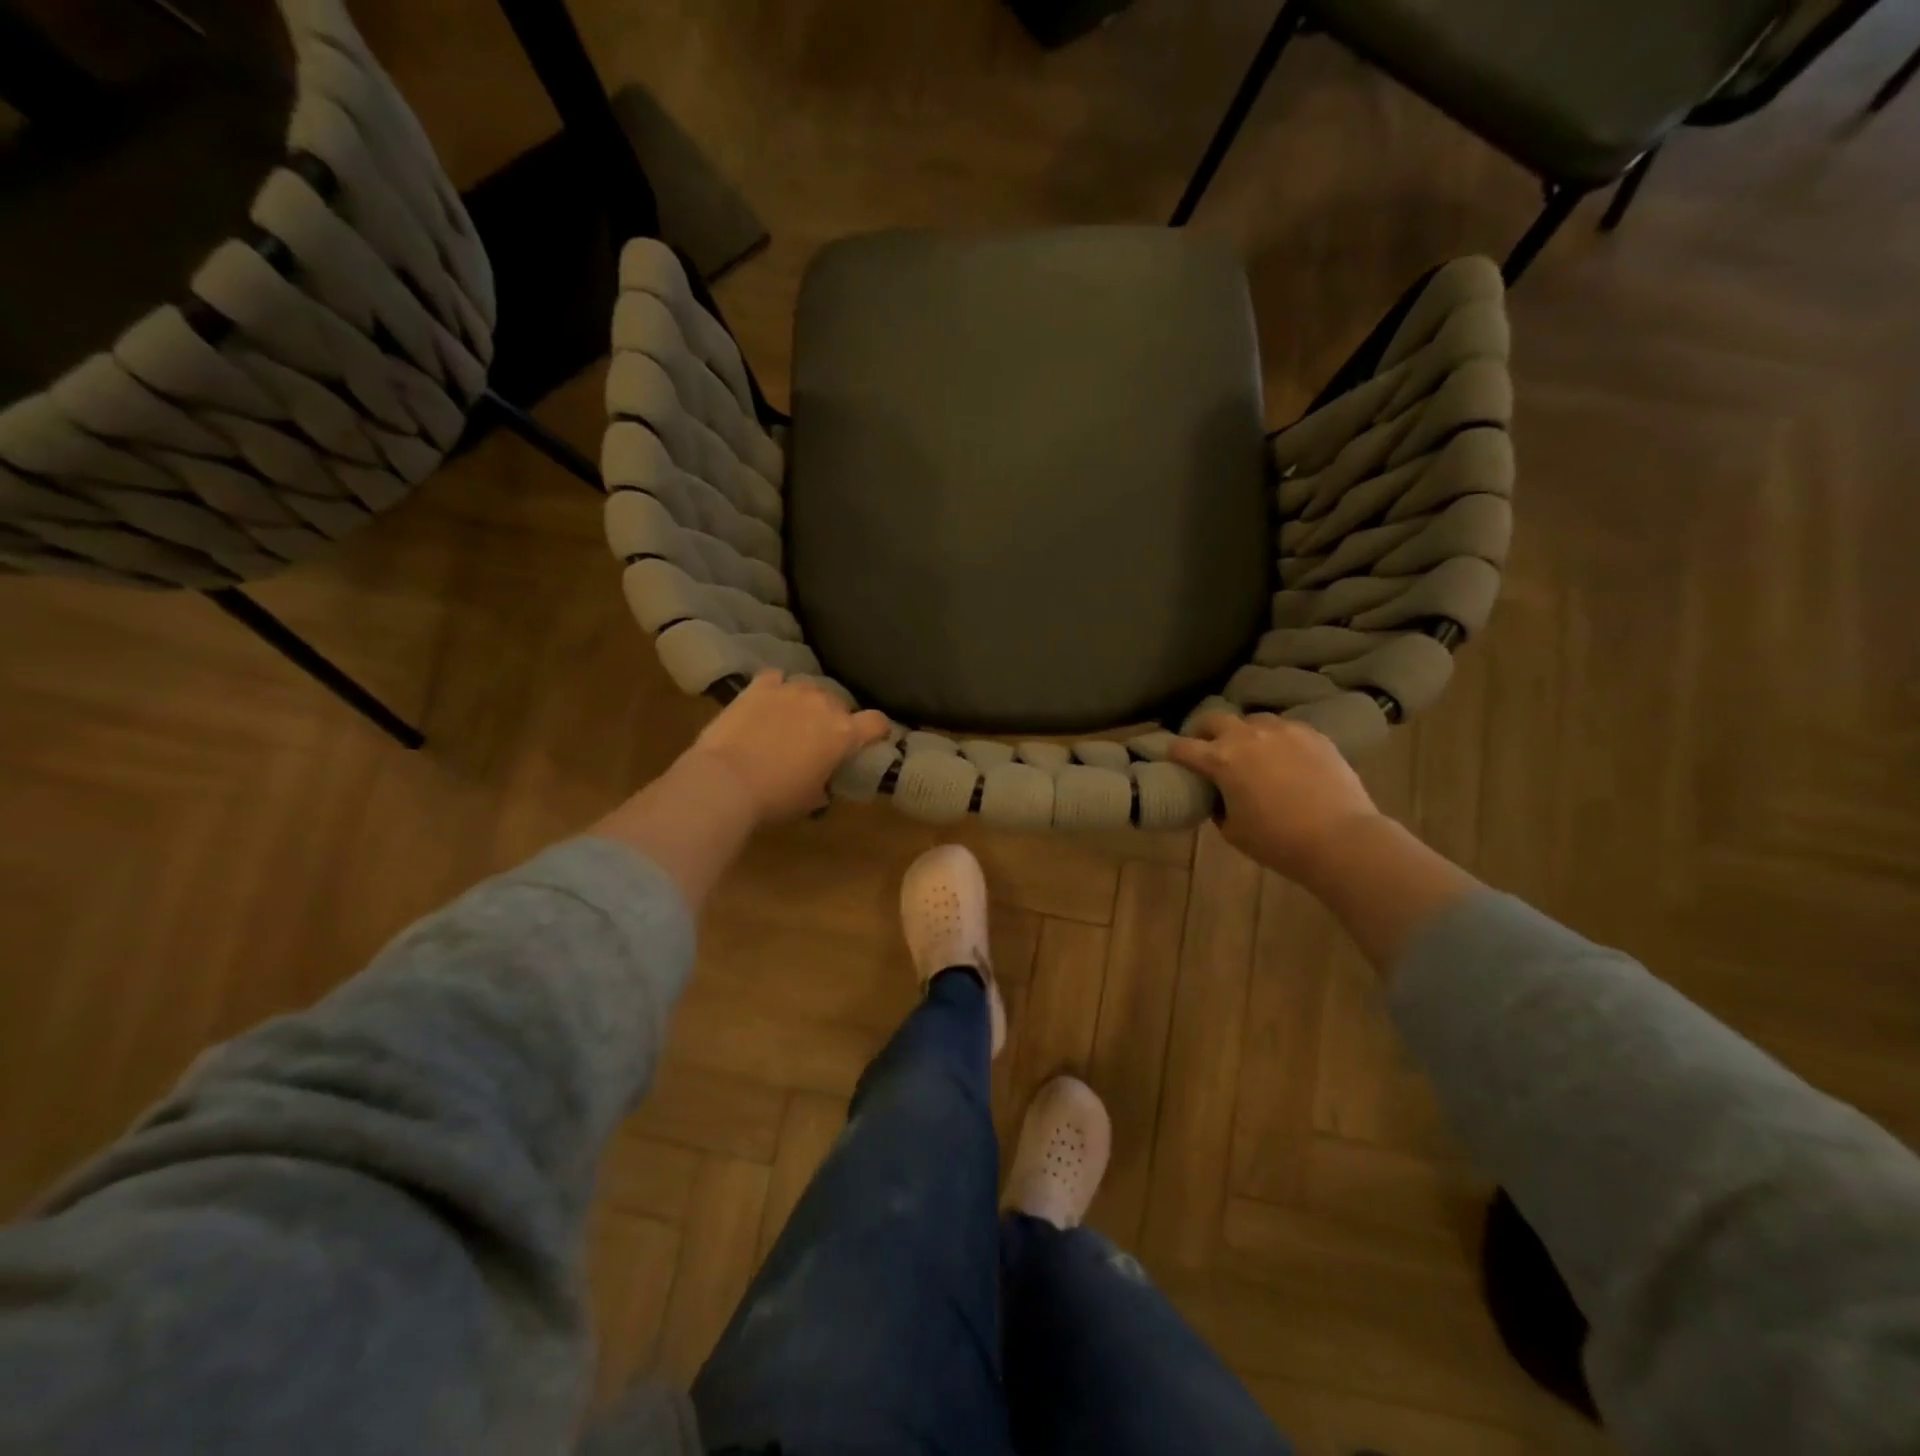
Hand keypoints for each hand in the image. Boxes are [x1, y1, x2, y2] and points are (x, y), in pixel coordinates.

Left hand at [682, 670, 890, 824]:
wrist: (725, 781)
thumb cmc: (775, 797)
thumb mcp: (811, 799)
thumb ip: (825, 783)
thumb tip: (823, 782)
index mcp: (843, 734)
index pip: (877, 722)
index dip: (877, 730)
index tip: (871, 739)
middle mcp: (823, 704)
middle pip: (840, 704)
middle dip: (834, 718)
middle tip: (819, 739)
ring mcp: (790, 690)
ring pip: (809, 688)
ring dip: (806, 702)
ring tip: (791, 718)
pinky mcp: (759, 686)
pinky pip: (775, 678)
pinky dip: (775, 688)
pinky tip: (767, 701)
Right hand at [1168, 713, 1382, 884]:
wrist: (1341, 839)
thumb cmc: (1278, 841)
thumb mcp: (1233, 831)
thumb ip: (1219, 806)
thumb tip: (1220, 796)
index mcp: (1221, 759)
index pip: (1183, 747)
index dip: (1172, 752)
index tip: (1171, 757)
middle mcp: (1248, 736)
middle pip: (1214, 719)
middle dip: (1204, 731)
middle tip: (1206, 748)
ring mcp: (1284, 731)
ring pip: (1253, 720)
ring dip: (1243, 733)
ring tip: (1250, 751)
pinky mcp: (1314, 734)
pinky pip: (1286, 728)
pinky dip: (1277, 739)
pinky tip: (1284, 757)